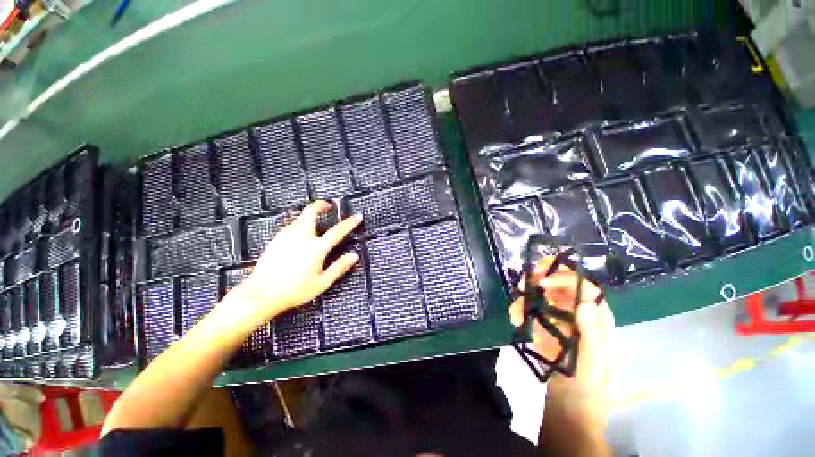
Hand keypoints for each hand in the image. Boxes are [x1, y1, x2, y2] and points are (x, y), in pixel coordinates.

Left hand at [234, 201, 361, 322]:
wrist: (261, 294)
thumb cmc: (295, 291)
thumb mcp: (321, 283)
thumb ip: (339, 267)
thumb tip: (354, 256)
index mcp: (316, 248)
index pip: (337, 231)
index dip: (349, 223)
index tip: (357, 216)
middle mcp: (301, 237)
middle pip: (310, 212)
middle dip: (320, 205)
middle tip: (327, 205)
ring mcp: (286, 237)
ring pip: (299, 218)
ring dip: (309, 216)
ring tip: (315, 221)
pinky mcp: (275, 240)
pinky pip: (290, 226)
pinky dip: (299, 224)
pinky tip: (299, 234)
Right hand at [508, 257, 614, 421]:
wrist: (568, 402)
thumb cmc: (586, 382)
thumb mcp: (591, 360)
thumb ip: (590, 332)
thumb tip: (585, 301)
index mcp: (595, 317)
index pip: (584, 286)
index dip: (564, 278)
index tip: (542, 282)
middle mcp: (577, 311)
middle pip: (562, 283)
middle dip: (542, 278)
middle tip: (525, 282)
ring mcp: (558, 316)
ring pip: (542, 293)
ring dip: (526, 296)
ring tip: (515, 311)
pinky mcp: (543, 323)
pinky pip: (530, 307)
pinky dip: (520, 308)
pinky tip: (514, 319)